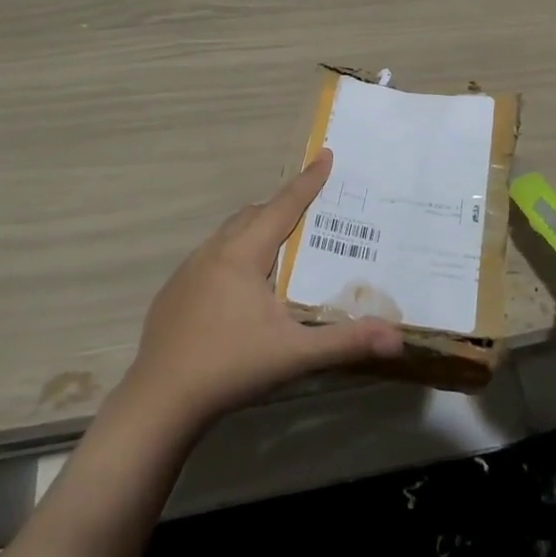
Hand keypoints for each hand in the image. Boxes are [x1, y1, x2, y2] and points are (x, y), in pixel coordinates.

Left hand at [119, 150, 404, 434]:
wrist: (158, 403)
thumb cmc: (230, 368)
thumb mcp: (294, 354)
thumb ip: (345, 342)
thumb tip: (397, 338)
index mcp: (243, 254)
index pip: (283, 206)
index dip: (308, 181)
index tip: (325, 153)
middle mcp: (213, 251)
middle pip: (253, 214)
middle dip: (282, 207)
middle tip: (311, 213)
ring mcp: (187, 271)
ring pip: (228, 235)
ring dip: (256, 231)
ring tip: (280, 251)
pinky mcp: (173, 293)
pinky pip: (210, 258)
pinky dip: (233, 257)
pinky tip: (240, 291)